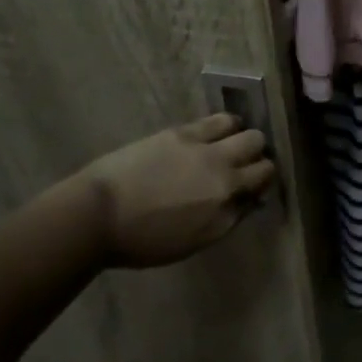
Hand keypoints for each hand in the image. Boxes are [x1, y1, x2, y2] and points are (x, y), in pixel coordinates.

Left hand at [63, 114, 276, 266]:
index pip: (265, 177)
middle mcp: (222, 167)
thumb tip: (248, 200)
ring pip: (242, 127)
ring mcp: (202, 145)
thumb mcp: (194, 242)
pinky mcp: (181, 132)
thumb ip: (227, 218)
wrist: (97, 215)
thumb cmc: (143, 240)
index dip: (262, 180)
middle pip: (258, 146)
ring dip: (240, 135)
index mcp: (226, 198)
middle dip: (257, 154)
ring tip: (227, 145)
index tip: (252, 187)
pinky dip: (222, 126)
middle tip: (242, 165)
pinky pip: (215, 120)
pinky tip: (212, 134)